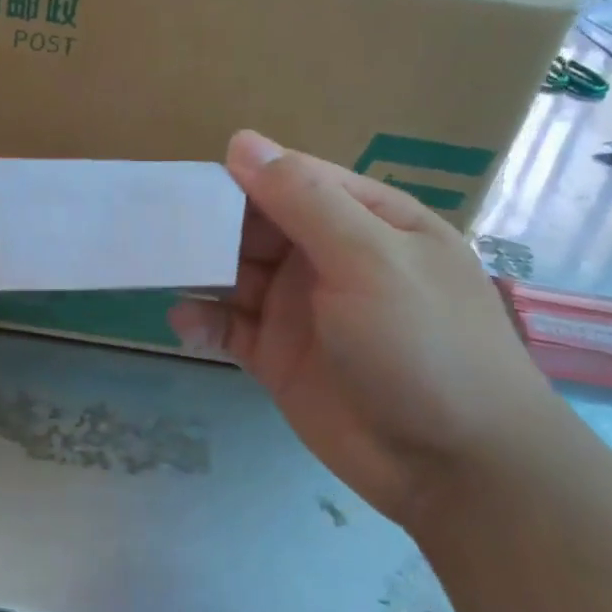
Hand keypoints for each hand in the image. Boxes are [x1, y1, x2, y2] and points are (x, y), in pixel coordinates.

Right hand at [169, 132, 561, 519]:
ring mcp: (301, 309)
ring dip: (199, 271)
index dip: (239, 177)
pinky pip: (230, 328)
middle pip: (255, 225)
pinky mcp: (278, 358)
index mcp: (364, 220)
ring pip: (235, 274)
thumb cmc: (424, 345)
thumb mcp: (370, 259)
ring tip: (156, 270)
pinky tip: (184, 323)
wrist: (456, 469)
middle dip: (210, 225)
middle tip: (155, 230)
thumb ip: (303, 200)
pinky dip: (204, 322)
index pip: (290, 179)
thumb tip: (241, 141)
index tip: (184, 183)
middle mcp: (329, 257)